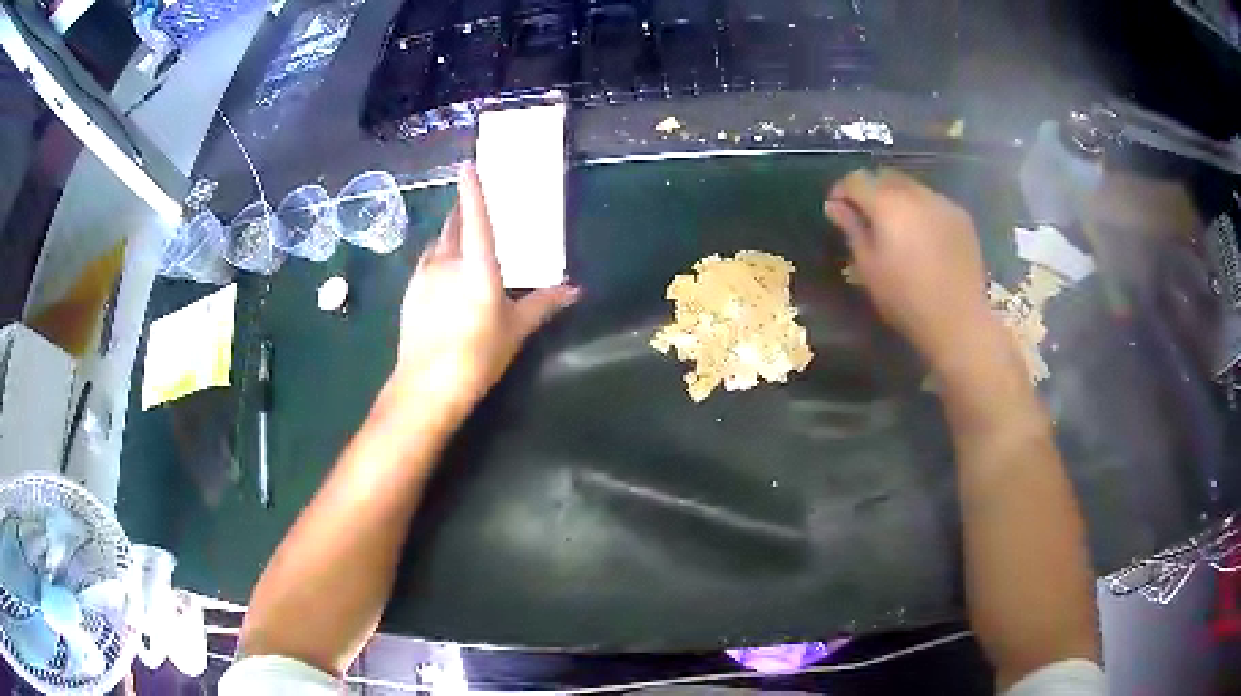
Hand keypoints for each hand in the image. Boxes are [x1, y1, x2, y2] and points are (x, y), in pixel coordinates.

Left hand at [393, 163, 577, 411]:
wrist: (428, 385)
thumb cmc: (478, 354)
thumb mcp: (516, 329)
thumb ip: (543, 304)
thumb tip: (575, 290)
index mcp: (477, 265)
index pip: (476, 218)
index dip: (473, 189)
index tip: (468, 165)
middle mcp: (447, 262)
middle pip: (452, 225)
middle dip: (462, 211)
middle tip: (473, 204)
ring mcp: (424, 277)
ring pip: (437, 244)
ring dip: (448, 235)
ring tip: (460, 237)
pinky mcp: (410, 293)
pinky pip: (425, 264)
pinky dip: (436, 259)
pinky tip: (443, 273)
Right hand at [824, 168, 995, 367]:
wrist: (958, 319)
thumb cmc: (905, 298)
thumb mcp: (868, 267)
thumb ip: (851, 228)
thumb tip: (834, 205)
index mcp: (887, 204)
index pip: (855, 179)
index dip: (842, 191)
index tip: (838, 210)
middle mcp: (915, 193)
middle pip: (884, 176)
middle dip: (871, 190)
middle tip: (867, 218)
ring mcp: (942, 202)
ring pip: (911, 187)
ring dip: (898, 198)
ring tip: (898, 227)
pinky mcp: (961, 216)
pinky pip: (933, 201)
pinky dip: (922, 210)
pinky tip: (924, 237)